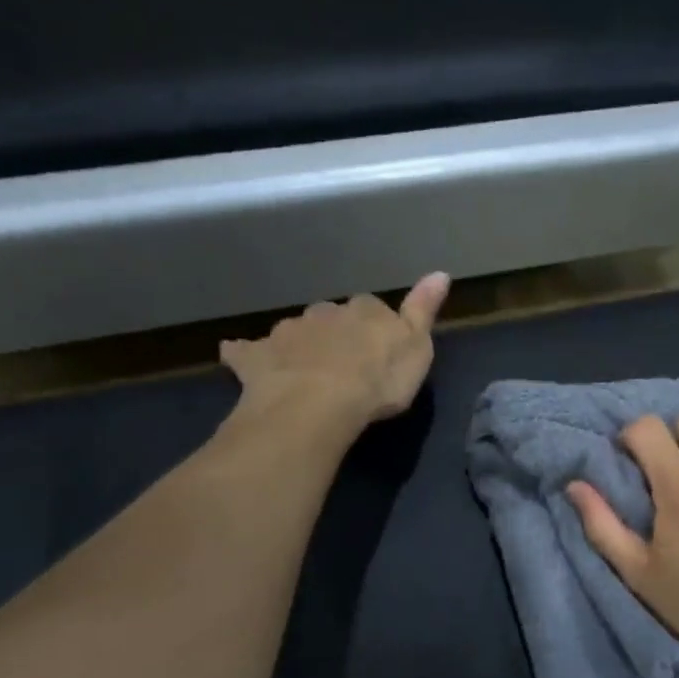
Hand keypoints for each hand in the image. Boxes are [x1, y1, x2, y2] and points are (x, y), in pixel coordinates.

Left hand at [220, 273, 449, 438]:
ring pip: (294, 331)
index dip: (375, 326)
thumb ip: (424, 310)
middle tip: (342, 362)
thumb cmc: (377, 379)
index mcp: (364, 310)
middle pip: (330, 317)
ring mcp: (286, 333)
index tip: (379, 347)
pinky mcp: (255, 358)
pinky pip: (246, 351)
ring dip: (299, 344)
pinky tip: (238, 359)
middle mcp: (324, 312)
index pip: (372, 308)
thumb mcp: (416, 347)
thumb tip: (440, 272)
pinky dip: (244, 354)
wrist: (317, 405)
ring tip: (304, 370)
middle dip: (335, 334)